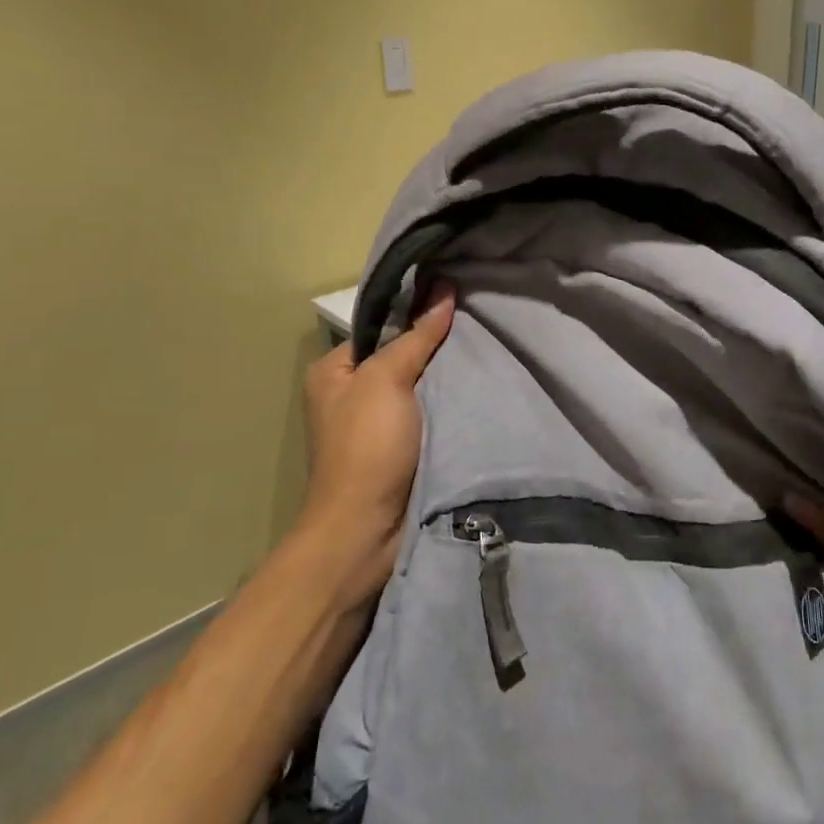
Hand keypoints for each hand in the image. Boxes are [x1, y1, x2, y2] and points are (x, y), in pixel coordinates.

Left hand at [293, 284, 456, 605]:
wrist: (367, 531)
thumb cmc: (367, 448)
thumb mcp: (386, 381)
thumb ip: (416, 338)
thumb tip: (444, 292)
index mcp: (334, 372)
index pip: (380, 326)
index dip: (415, 311)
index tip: (456, 296)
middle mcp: (352, 395)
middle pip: (402, 356)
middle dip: (437, 344)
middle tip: (479, 321)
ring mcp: (379, 425)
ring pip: (421, 386)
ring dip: (449, 376)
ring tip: (489, 347)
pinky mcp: (403, 450)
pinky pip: (432, 414)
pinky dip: (452, 404)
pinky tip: (482, 387)